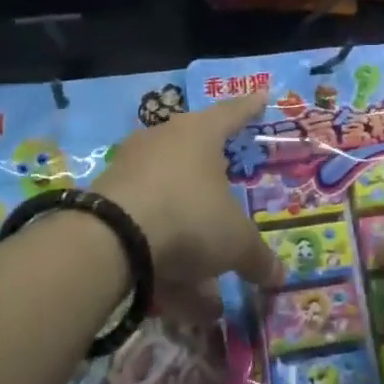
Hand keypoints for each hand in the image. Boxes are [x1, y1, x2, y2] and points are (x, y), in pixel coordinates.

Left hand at [96, 92, 283, 293]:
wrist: (110, 238)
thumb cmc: (189, 217)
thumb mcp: (234, 242)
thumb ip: (257, 257)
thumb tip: (279, 276)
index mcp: (200, 133)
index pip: (232, 113)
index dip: (249, 108)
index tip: (261, 96)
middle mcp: (163, 139)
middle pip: (194, 147)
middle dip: (213, 170)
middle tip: (228, 177)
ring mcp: (130, 166)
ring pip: (169, 191)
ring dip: (188, 224)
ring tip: (205, 268)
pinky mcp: (105, 197)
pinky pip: (145, 218)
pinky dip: (162, 247)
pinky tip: (174, 288)